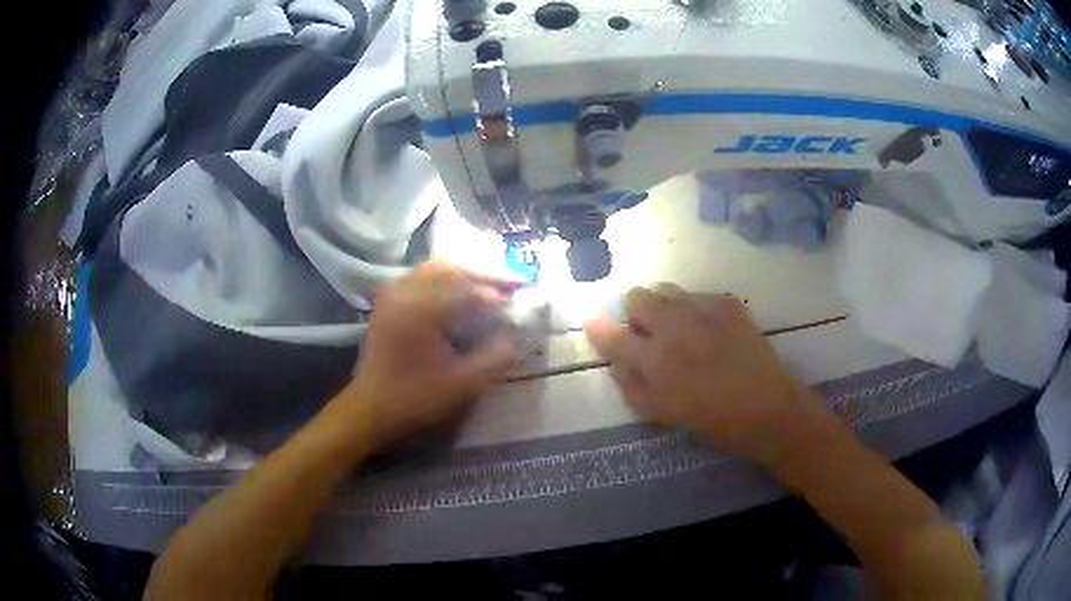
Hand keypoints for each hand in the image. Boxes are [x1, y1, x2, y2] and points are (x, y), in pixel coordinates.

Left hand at [337, 261, 519, 449]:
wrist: (369, 408)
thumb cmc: (414, 398)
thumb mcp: (462, 385)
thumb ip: (495, 358)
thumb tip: (515, 335)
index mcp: (421, 308)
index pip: (470, 289)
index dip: (501, 292)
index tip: (526, 296)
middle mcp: (404, 291)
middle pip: (451, 266)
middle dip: (484, 272)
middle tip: (513, 282)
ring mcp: (393, 293)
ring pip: (435, 268)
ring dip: (465, 272)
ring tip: (491, 285)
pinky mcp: (388, 301)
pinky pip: (422, 277)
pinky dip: (446, 279)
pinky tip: (461, 292)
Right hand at [584, 284, 827, 464]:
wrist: (766, 407)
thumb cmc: (711, 420)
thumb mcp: (661, 414)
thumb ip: (631, 386)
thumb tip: (617, 362)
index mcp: (654, 359)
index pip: (613, 335)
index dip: (598, 328)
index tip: (593, 323)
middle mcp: (674, 325)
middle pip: (637, 296)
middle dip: (634, 311)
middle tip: (646, 331)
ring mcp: (702, 309)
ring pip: (666, 289)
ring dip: (662, 305)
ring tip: (677, 326)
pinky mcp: (727, 303)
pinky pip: (697, 294)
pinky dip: (693, 308)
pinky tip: (707, 329)